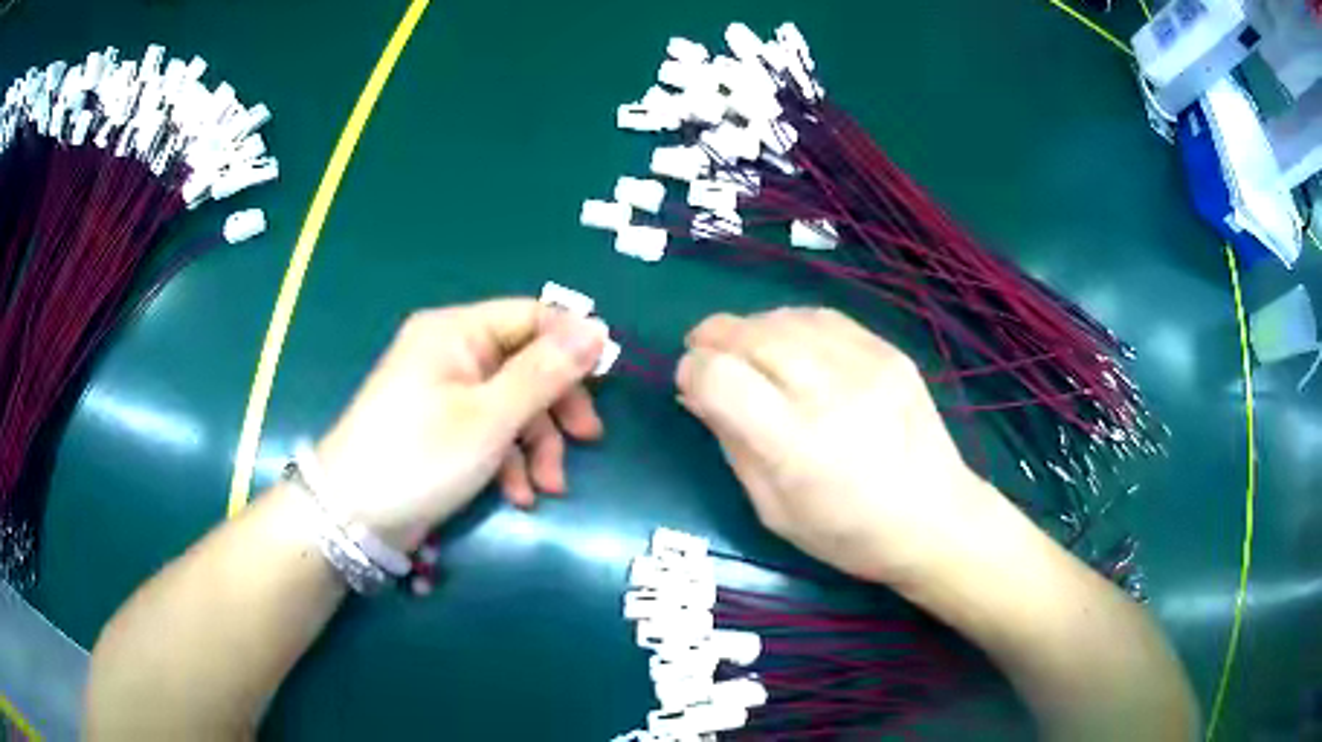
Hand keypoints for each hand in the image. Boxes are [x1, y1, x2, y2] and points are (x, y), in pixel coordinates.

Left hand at [315, 299, 607, 551]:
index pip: (532, 316)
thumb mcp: (490, 417)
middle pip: (526, 364)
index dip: (572, 345)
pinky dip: (509, 460)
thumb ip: (545, 372)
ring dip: (537, 445)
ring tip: (547, 488)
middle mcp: (451, 353)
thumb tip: (598, 328)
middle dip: (556, 408)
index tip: (606, 384)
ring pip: (512, 404)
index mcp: (457, 332)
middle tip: (586, 442)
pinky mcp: (442, 429)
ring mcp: (445, 392)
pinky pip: (490, 430)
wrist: (353, 517)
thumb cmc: (420, 457)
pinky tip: (518, 495)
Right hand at [676, 308, 997, 585]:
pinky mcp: (889, 352)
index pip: (720, 378)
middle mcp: (830, 393)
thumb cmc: (849, 534)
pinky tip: (787, 343)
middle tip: (704, 353)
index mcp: (796, 446)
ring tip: (743, 348)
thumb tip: (696, 393)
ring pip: (784, 319)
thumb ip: (731, 445)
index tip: (690, 384)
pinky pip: (824, 318)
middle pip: (749, 336)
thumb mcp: (773, 511)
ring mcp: (866, 365)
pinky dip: (790, 323)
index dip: (692, 372)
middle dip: (713, 338)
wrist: (936, 518)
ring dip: (750, 328)